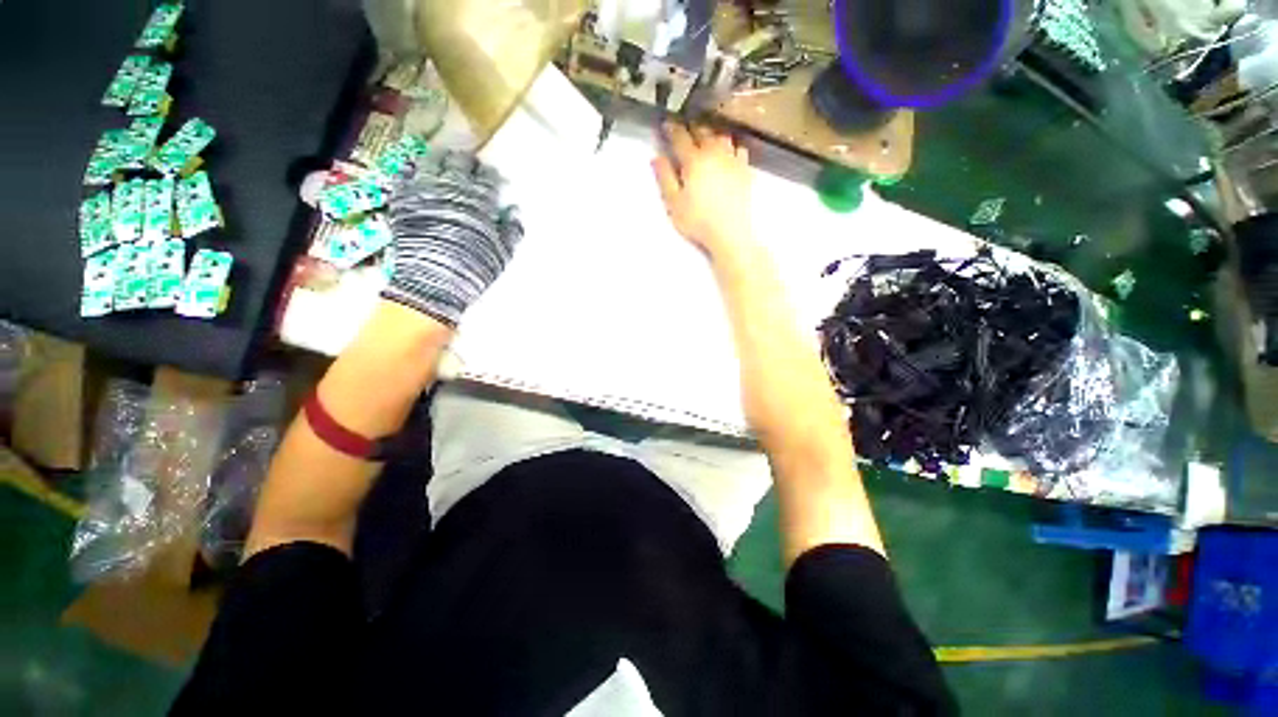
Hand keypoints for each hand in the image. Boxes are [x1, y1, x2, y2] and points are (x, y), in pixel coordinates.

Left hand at [382, 151, 521, 327]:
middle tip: (470, 167)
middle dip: (468, 162)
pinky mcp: (401, 199)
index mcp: (480, 202)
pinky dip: (413, 171)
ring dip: (441, 159)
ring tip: (444, 163)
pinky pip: (405, 174)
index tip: (494, 179)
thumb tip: (515, 209)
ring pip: (432, 161)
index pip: (488, 177)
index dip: (492, 175)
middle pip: (460, 161)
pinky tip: (417, 174)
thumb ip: (512, 230)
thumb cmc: (473, 270)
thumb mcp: (502, 255)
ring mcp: (423, 191)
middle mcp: (452, 189)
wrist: (432, 283)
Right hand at [652, 123, 752, 257]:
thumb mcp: (674, 203)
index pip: (680, 137)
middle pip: (702, 131)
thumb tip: (656, 158)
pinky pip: (739, 149)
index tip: (666, 124)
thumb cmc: (698, 220)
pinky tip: (728, 151)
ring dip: (712, 132)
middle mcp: (714, 153)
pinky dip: (731, 146)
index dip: (671, 129)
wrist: (730, 232)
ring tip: (706, 136)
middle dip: (691, 127)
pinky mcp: (744, 169)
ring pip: (721, 136)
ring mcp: (732, 159)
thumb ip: (665, 178)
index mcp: (694, 160)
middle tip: (684, 128)